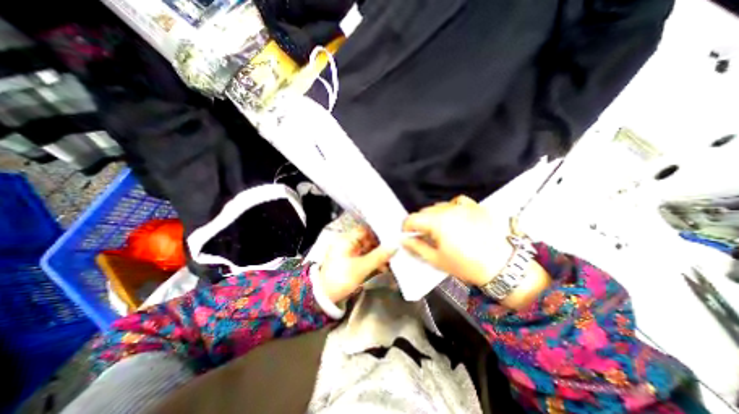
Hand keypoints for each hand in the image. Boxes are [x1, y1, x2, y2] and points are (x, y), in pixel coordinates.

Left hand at [320, 228, 398, 301]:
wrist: (324, 298)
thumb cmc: (341, 278)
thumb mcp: (361, 267)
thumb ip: (379, 256)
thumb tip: (395, 245)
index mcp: (346, 239)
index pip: (366, 230)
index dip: (379, 232)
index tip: (392, 237)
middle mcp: (347, 243)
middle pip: (368, 240)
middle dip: (381, 246)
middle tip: (394, 251)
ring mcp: (349, 253)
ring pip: (368, 250)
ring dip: (378, 255)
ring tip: (390, 261)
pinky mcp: (350, 262)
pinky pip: (364, 258)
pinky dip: (373, 261)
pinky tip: (382, 267)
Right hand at [402, 195, 510, 285]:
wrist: (503, 266)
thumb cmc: (467, 265)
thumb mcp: (437, 259)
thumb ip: (417, 247)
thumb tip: (404, 240)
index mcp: (437, 222)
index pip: (412, 218)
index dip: (406, 227)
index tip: (407, 234)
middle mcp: (449, 209)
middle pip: (425, 211)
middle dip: (420, 222)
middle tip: (424, 235)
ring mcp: (464, 206)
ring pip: (440, 205)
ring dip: (434, 215)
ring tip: (440, 228)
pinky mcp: (476, 206)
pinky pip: (458, 201)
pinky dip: (451, 207)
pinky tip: (455, 216)